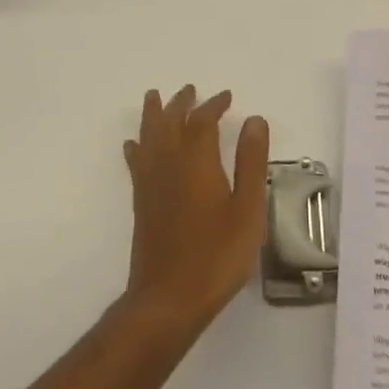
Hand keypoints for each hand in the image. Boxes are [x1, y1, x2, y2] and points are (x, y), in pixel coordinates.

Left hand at [121, 86, 270, 332]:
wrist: (168, 298)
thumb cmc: (216, 255)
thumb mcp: (247, 209)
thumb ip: (250, 162)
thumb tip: (254, 120)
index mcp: (196, 162)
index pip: (202, 121)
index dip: (214, 105)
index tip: (226, 96)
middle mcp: (168, 164)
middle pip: (170, 122)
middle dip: (181, 103)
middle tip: (190, 90)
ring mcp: (150, 183)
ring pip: (148, 136)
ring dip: (154, 115)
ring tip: (154, 97)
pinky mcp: (141, 202)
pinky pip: (136, 161)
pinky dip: (137, 146)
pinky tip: (134, 144)